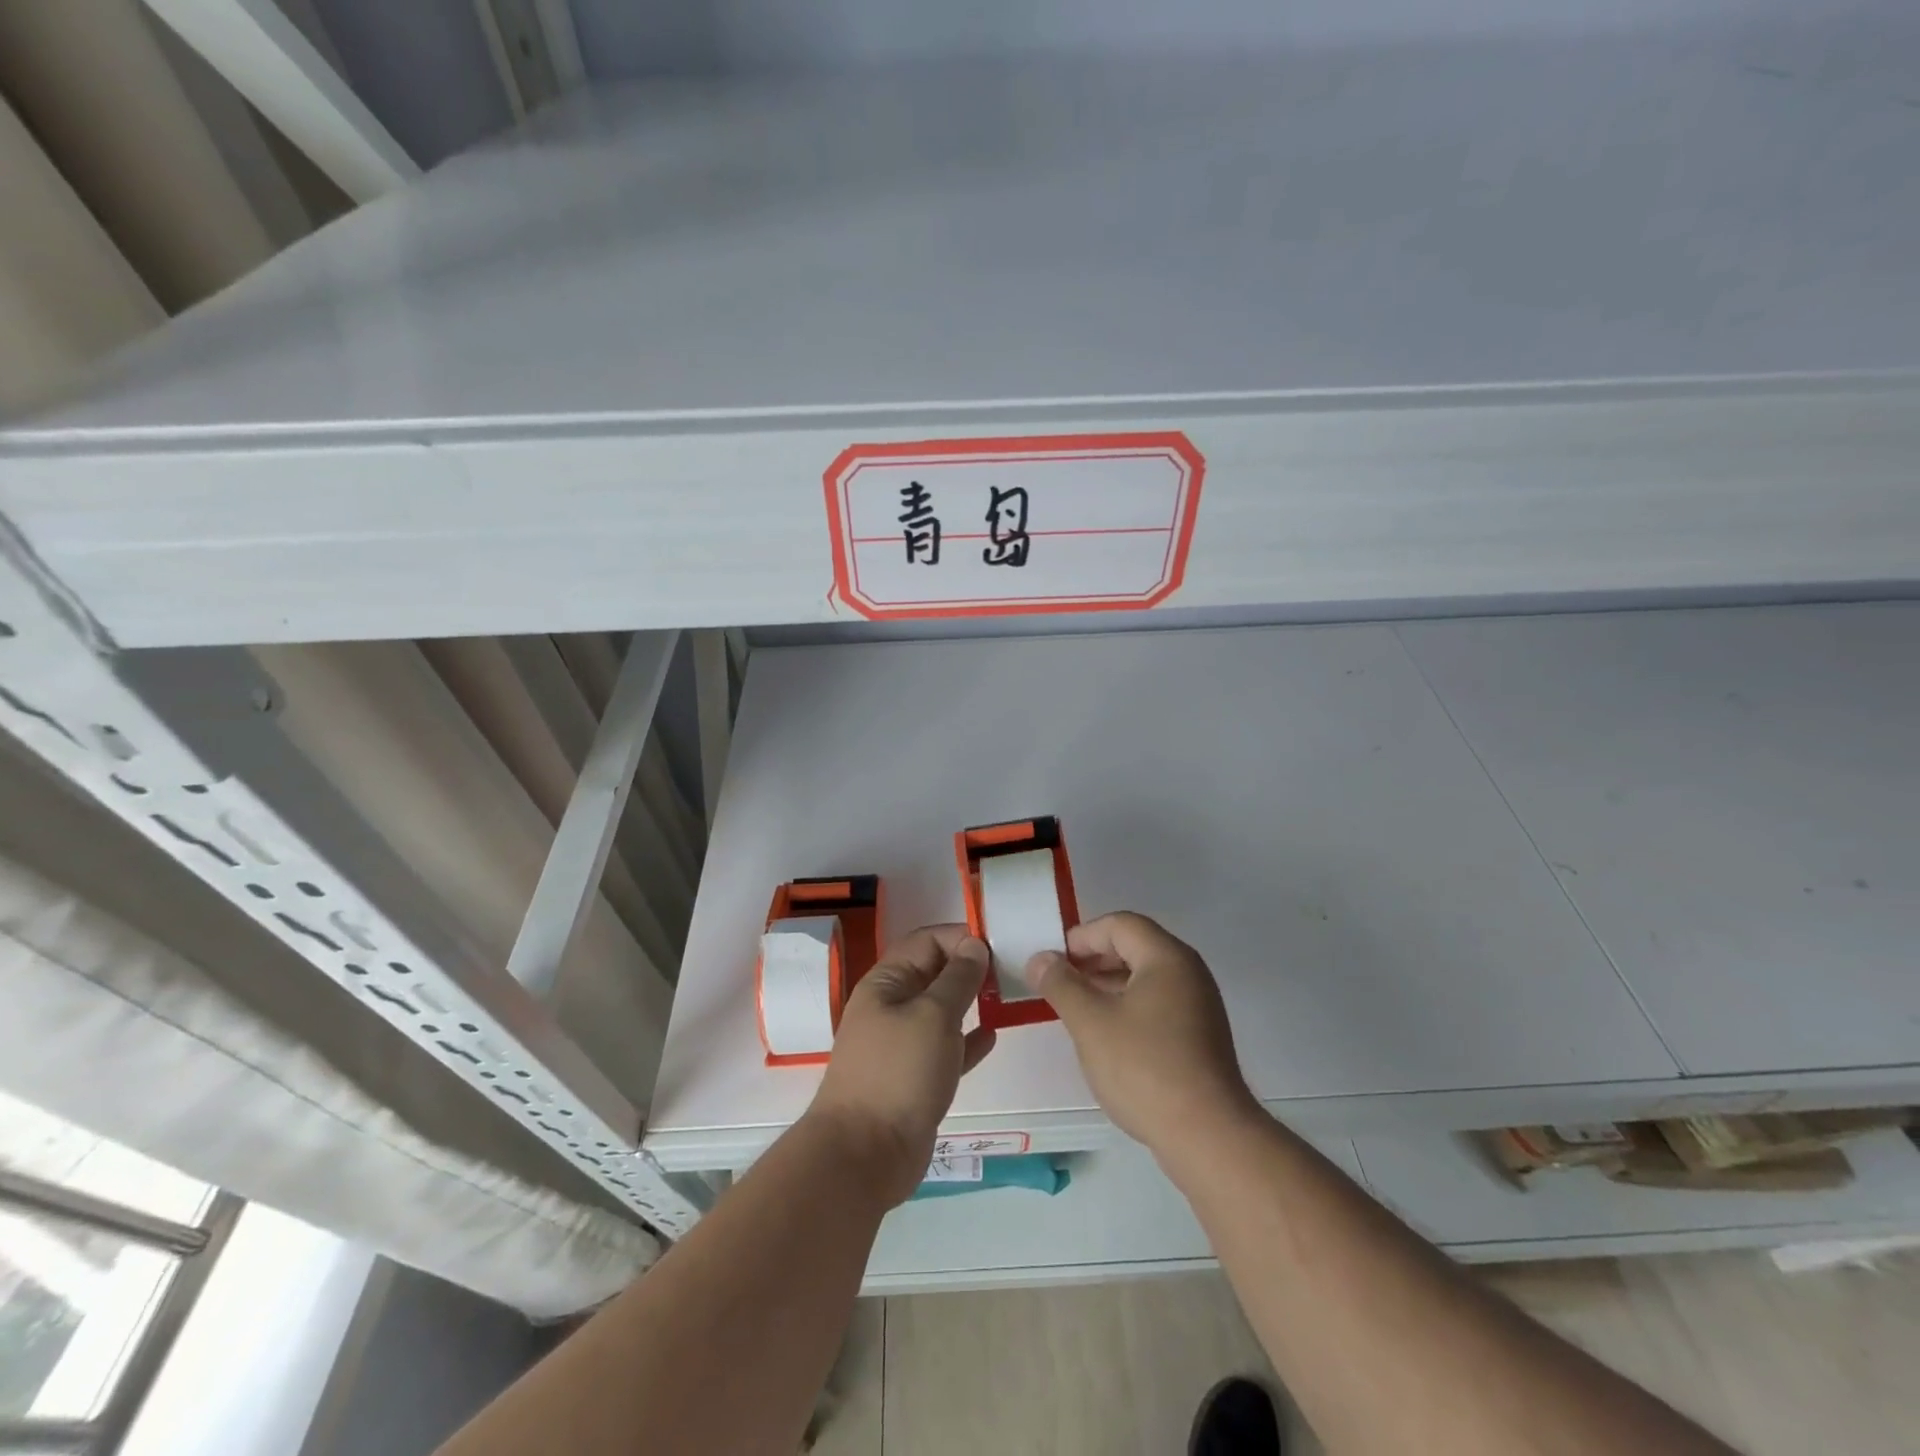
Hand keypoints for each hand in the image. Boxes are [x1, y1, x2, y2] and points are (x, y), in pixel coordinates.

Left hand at [805, 924, 996, 1206]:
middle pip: (934, 973)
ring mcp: (903, 1044)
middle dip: (969, 967)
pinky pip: (946, 1048)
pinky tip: (992, 1036)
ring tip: (1007, 997)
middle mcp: (892, 1007)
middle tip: (1011, 970)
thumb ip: (957, 979)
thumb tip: (974, 945)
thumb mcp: (933, 1016)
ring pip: (941, 1011)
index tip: (997, 944)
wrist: (864, 1155)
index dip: (959, 937)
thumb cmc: (899, 1073)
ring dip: (970, 1001)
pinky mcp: (916, 1077)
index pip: (926, 941)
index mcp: (886, 983)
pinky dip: (967, 1039)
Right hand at [1031, 912, 1256, 1156]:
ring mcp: (1200, 1005)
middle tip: (1061, 980)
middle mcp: (1189, 972)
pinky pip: (1158, 1003)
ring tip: (1077, 1007)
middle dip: (1094, 958)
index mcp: (1167, 957)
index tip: (1053, 960)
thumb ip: (1061, 984)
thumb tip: (1040, 959)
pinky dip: (1129, 1006)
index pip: (1120, 924)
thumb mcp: (1090, 1023)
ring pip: (1146, 977)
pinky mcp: (1201, 1036)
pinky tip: (1108, 1035)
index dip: (1082, 936)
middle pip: (1135, 946)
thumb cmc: (1145, 1068)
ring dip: (1109, 983)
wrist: (1208, 1136)